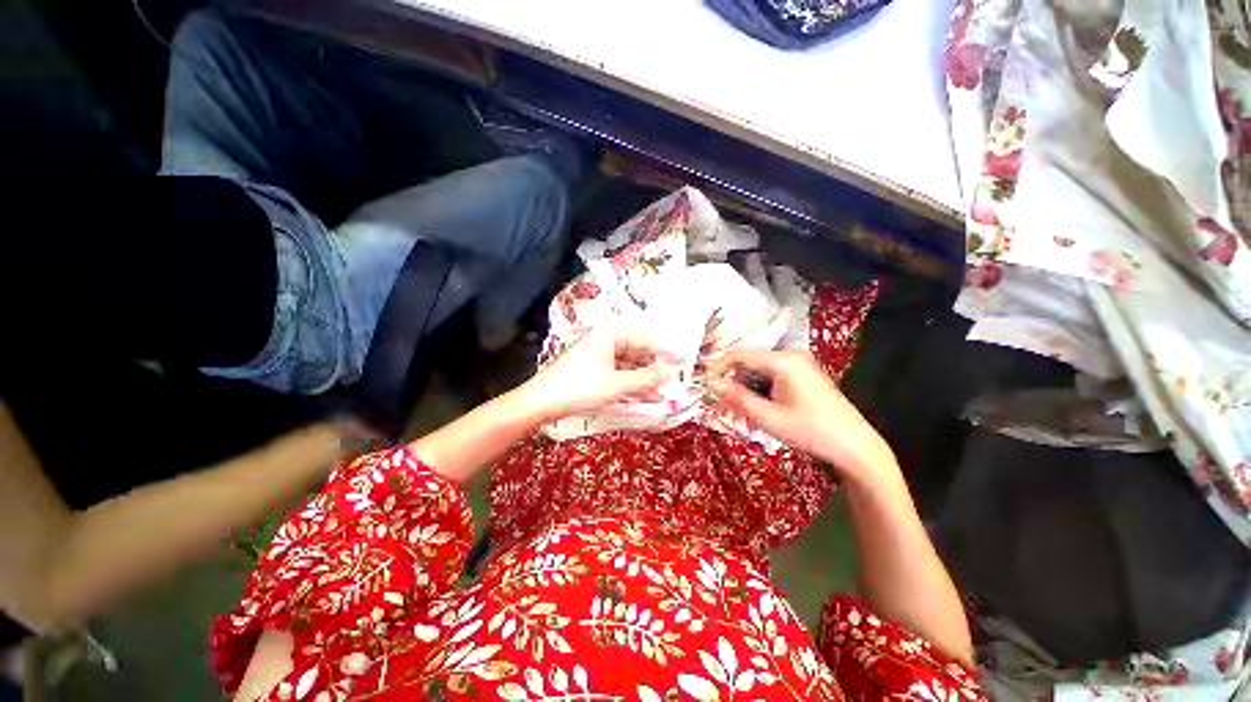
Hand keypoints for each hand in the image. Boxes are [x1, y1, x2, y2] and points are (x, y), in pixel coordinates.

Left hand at [520, 324, 675, 421]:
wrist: (541, 402)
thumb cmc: (579, 387)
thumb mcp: (617, 384)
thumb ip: (646, 378)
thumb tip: (670, 373)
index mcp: (611, 333)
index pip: (647, 338)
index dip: (667, 350)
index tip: (685, 361)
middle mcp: (606, 339)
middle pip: (638, 350)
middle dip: (655, 366)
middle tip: (674, 379)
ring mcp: (598, 354)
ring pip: (629, 364)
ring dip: (644, 378)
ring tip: (662, 392)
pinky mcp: (593, 369)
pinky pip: (619, 373)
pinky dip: (631, 383)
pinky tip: (645, 396)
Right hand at [711, 350, 894, 480]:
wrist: (854, 445)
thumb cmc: (810, 431)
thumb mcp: (768, 417)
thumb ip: (737, 398)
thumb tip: (712, 383)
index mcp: (783, 361)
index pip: (739, 355)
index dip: (718, 368)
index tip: (705, 385)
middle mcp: (791, 356)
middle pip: (749, 363)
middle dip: (734, 384)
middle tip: (724, 407)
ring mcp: (799, 364)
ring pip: (759, 371)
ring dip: (747, 390)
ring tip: (743, 414)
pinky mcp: (803, 373)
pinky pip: (772, 376)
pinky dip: (761, 391)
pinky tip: (761, 410)